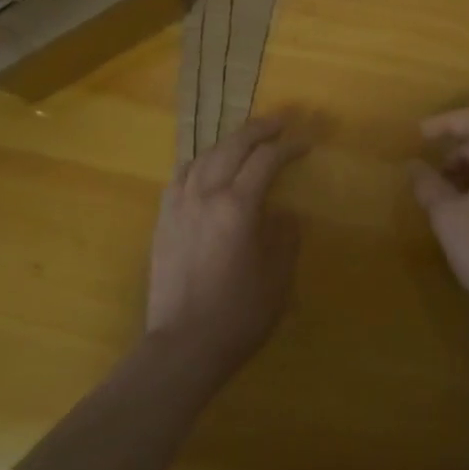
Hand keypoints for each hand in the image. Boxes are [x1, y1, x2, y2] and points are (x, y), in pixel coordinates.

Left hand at [147, 114, 309, 374]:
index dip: (288, 148)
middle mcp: (205, 194)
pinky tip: (206, 167)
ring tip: (245, 141)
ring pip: (203, 155)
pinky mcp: (163, 219)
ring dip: (228, 142)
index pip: (266, 160)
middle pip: (232, 146)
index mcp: (237, 206)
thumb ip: (285, 239)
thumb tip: (285, 215)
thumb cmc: (237, 316)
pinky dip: (199, 162)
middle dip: (258, 130)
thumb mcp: (277, 279)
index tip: (306, 144)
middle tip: (279, 123)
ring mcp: (179, 204)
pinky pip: (181, 175)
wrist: (182, 346)